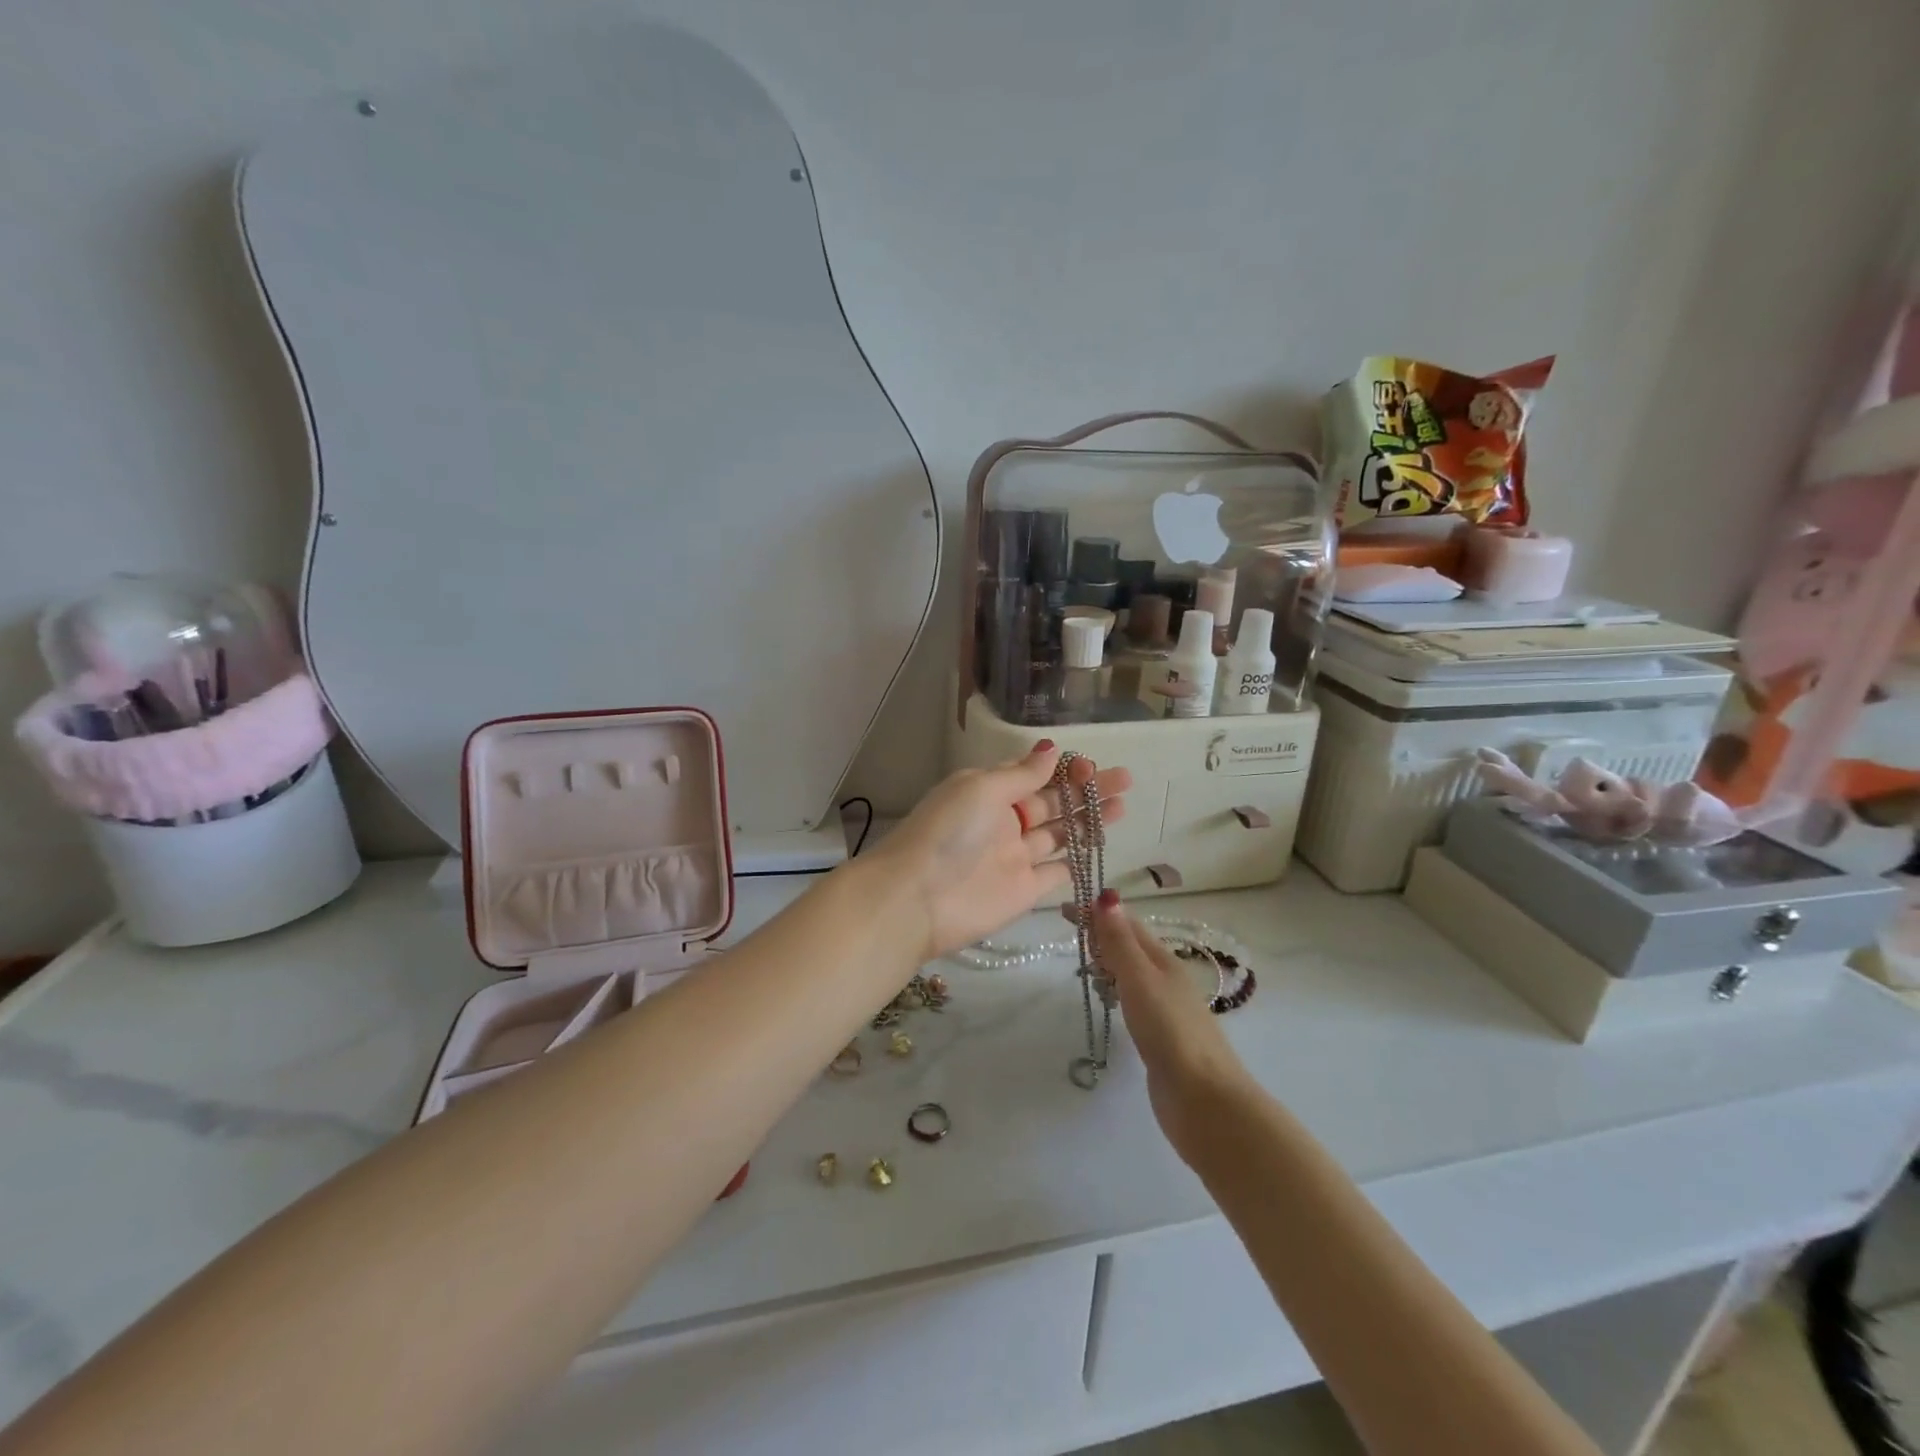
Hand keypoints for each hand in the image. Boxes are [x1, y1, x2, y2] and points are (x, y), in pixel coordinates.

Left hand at [868, 743, 1130, 961]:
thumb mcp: (981, 789)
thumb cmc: (948, 832)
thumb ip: (1021, 773)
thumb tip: (1051, 748)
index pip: (1032, 776)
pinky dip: (1074, 863)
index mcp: (988, 792)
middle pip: (1051, 803)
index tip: (1091, 765)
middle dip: (1085, 791)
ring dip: (1088, 821)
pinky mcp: (1024, 891)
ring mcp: (1015, 858)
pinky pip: (1055, 874)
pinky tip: (1099, 849)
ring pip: (1059, 836)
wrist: (918, 899)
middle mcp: (1003, 822)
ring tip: (1121, 807)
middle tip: (1124, 780)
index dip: (1062, 770)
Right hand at [1095, 893, 1254, 1159]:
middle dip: (1102, 935)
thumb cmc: (1170, 1032)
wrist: (1204, 1099)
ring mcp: (1166, 1009)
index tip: (1064, 908)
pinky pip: (1133, 1000)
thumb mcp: (1140, 979)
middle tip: (1070, 936)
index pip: (1127, 925)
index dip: (1098, 913)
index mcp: (1163, 960)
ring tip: (1083, 967)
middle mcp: (1166, 979)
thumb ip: (1120, 941)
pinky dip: (1116, 990)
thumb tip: (1107, 896)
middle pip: (1131, 946)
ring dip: (1108, 962)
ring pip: (1132, 974)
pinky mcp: (1160, 1037)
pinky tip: (1108, 1002)